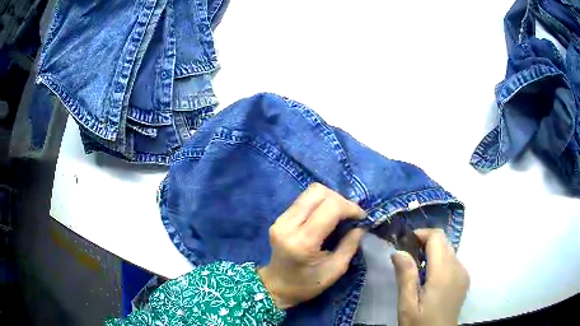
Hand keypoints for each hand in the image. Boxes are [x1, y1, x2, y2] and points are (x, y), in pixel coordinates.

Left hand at [258, 183, 365, 309]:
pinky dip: (319, 203)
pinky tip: (326, 217)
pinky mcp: (278, 218)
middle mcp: (288, 225)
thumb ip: (350, 245)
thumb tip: (361, 225)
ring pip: (310, 192)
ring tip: (340, 215)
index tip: (361, 217)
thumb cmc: (307, 284)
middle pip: (318, 192)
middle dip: (340, 200)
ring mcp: (280, 219)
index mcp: (303, 242)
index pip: (330, 207)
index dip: (350, 207)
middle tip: (350, 215)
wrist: (276, 286)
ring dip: (330, 199)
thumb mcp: (335, 270)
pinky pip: (303, 200)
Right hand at [392, 229, 469, 325]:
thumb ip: (405, 276)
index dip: (421, 234)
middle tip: (407, 258)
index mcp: (443, 273)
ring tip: (417, 270)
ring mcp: (463, 273)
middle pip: (443, 242)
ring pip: (448, 250)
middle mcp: (457, 268)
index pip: (437, 237)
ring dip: (433, 253)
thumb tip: (398, 251)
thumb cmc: (420, 323)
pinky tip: (430, 279)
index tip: (405, 244)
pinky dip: (440, 261)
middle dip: (425, 243)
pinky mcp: (464, 279)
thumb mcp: (407, 304)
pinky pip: (453, 261)